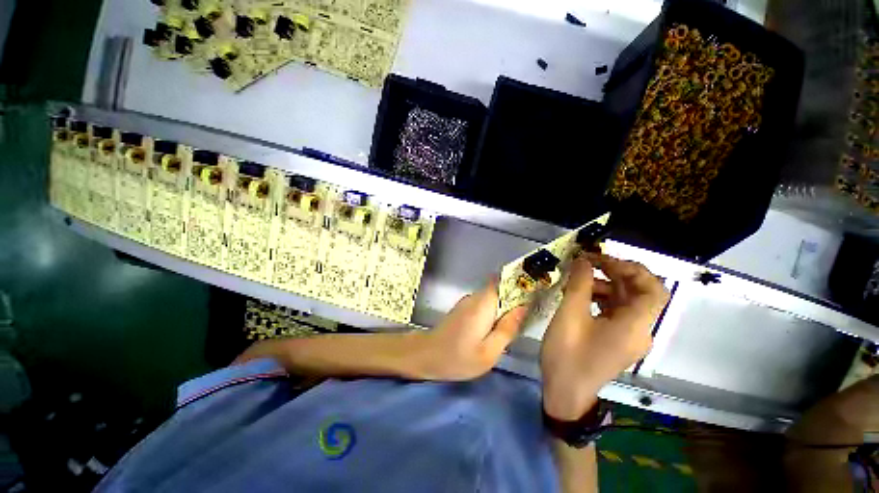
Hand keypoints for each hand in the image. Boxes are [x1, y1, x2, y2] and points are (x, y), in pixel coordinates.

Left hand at [409, 280, 527, 380]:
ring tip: (517, 322)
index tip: (536, 289)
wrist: (427, 355)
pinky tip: (498, 326)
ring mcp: (468, 301)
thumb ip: (507, 329)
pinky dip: (495, 310)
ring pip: (494, 296)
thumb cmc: (458, 357)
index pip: (504, 281)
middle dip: (516, 296)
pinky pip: (485, 303)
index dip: (520, 282)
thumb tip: (523, 308)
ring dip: (506, 305)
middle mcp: (476, 297)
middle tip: (530, 313)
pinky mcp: (464, 307)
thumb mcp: (489, 352)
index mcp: (483, 304)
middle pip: (501, 288)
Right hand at [541, 253, 668, 419]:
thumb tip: (583, 261)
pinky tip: (579, 294)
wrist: (565, 392)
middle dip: (615, 272)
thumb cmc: (567, 354)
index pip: (653, 290)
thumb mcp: (569, 316)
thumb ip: (579, 285)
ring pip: (625, 300)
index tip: (602, 259)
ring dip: (605, 284)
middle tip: (588, 261)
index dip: (632, 269)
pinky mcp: (616, 338)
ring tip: (577, 278)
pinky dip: (600, 297)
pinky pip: (615, 311)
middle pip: (639, 292)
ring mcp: (628, 335)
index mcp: (634, 326)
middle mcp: (639, 330)